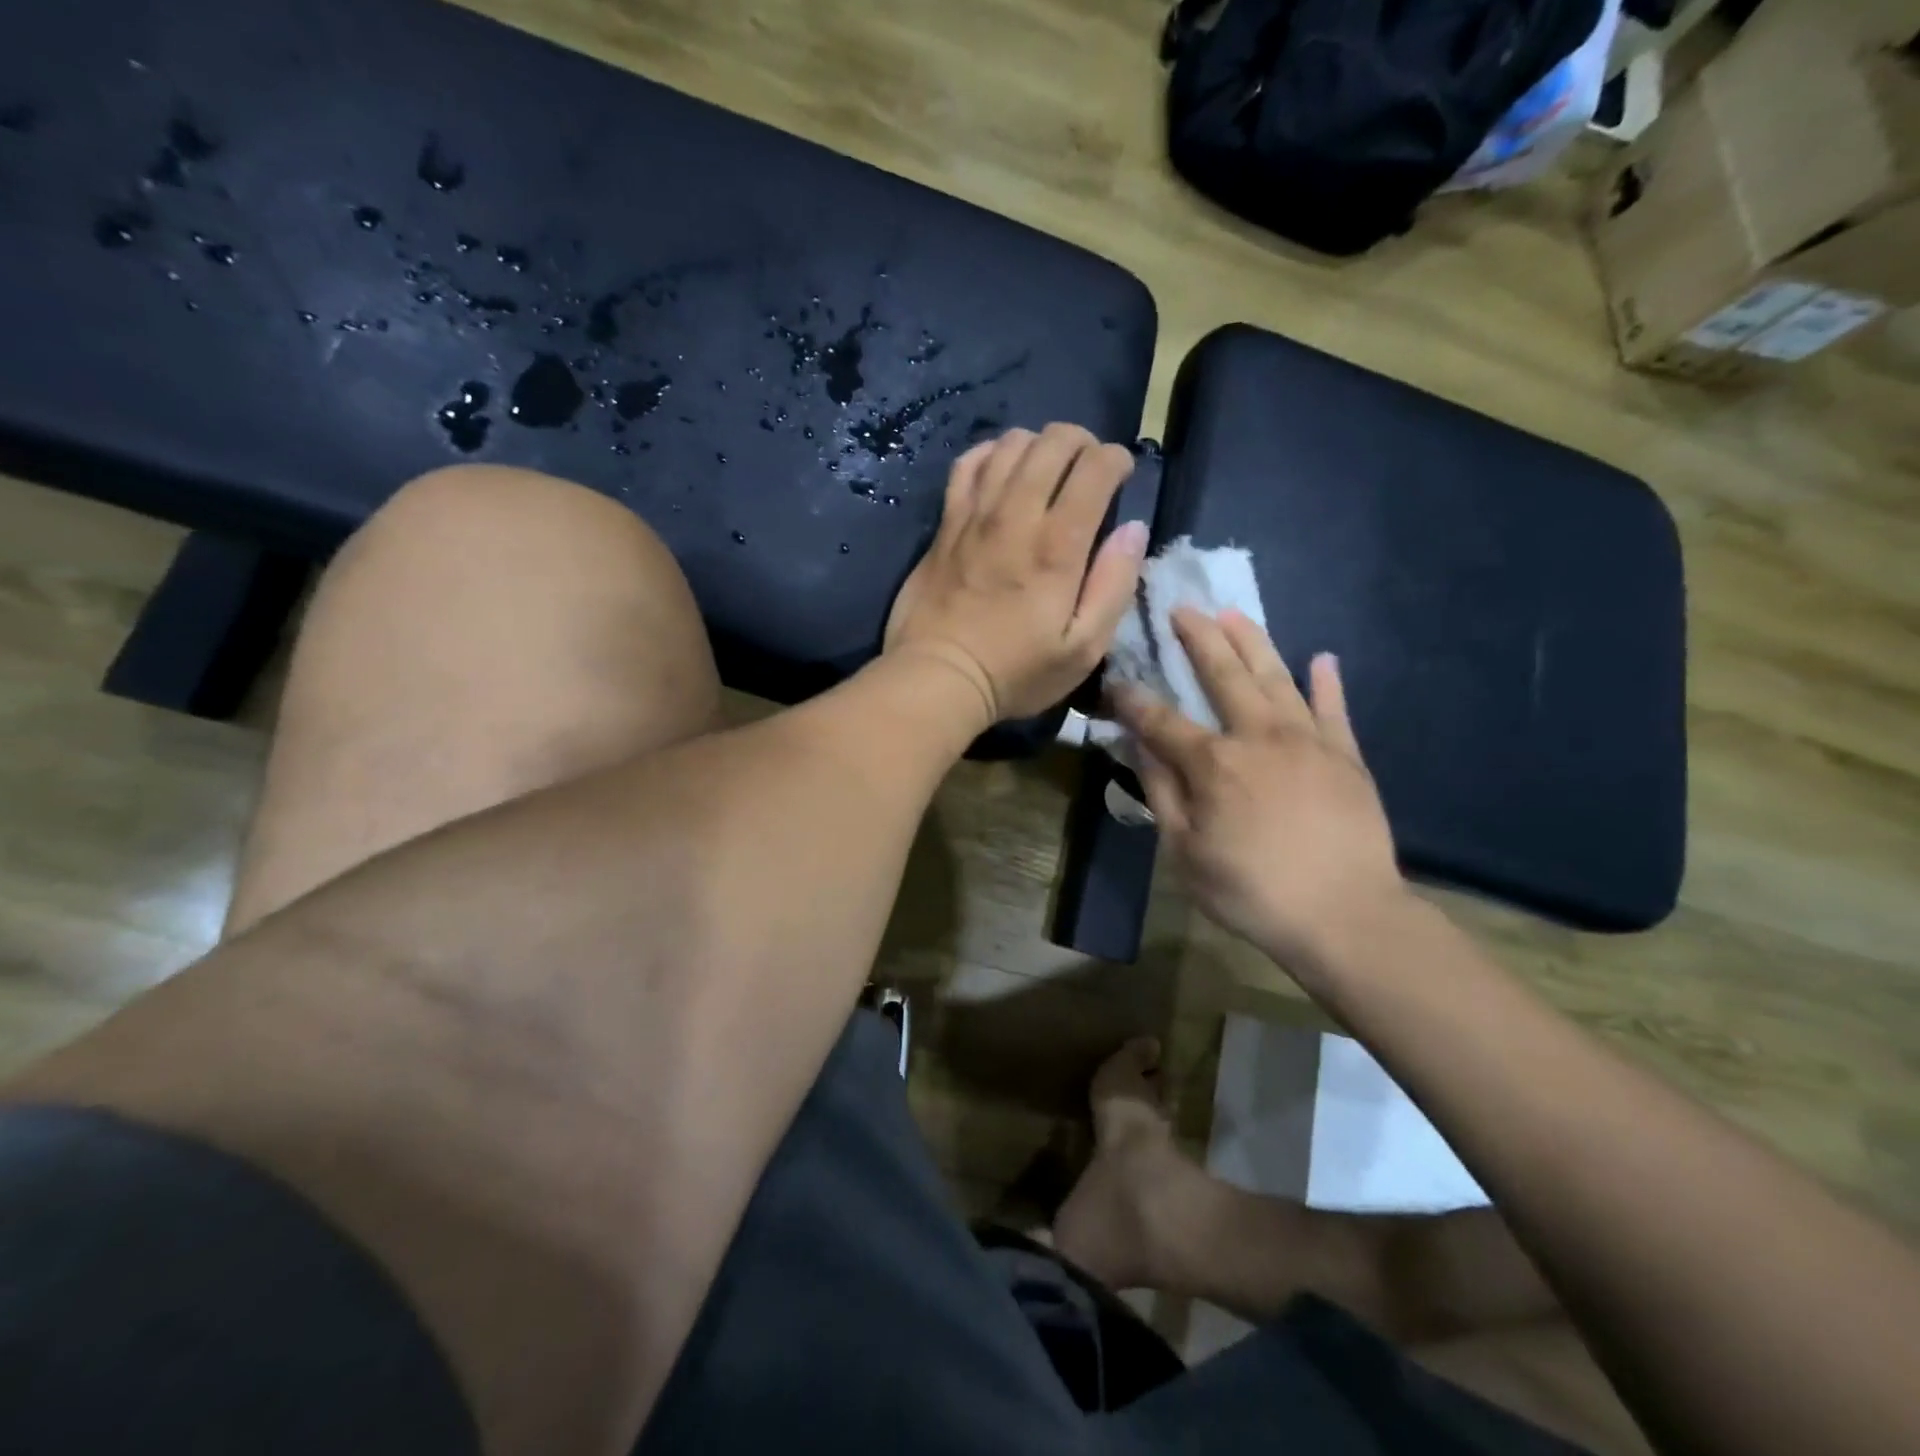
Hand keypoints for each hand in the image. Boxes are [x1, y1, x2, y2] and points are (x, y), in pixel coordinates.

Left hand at [886, 425, 1148, 722]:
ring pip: (1011, 444)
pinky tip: (1001, 468)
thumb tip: (1133, 530)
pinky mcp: (946, 523)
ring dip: (1039, 445)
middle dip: (1082, 443)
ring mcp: (975, 514)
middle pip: (1054, 442)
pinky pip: (967, 464)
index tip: (1121, 477)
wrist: (938, 677)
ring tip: (1048, 468)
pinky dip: (990, 453)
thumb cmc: (1016, 672)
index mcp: (1058, 545)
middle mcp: (1017, 515)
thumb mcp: (1084, 648)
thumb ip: (1114, 585)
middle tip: (1088, 468)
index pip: (1095, 468)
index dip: (1116, 459)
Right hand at [1112, 609, 1403, 979]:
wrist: (1346, 916)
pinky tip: (1321, 658)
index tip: (1115, 680)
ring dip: (1252, 642)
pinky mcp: (1345, 755)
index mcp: (1214, 763)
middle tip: (1181, 609)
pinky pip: (1334, 708)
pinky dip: (1326, 681)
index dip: (1133, 699)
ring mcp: (1307, 740)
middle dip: (1198, 639)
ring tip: (1233, 614)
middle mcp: (1258, 736)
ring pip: (1275, 677)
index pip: (1161, 719)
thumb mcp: (1185, 852)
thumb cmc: (1251, 890)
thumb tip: (1136, 745)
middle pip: (1223, 675)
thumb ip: (1161, 792)